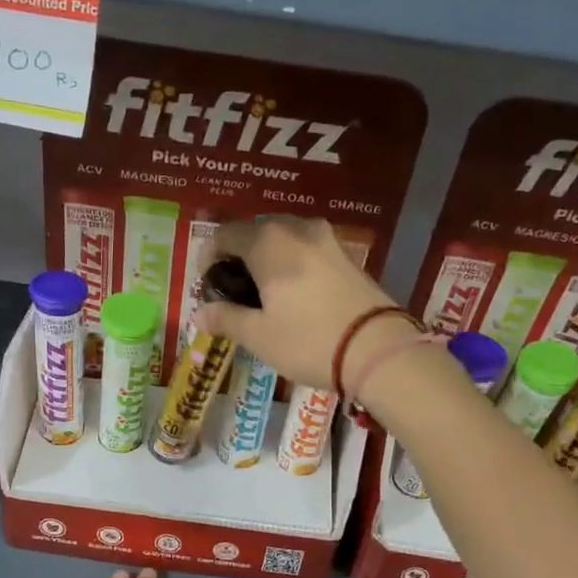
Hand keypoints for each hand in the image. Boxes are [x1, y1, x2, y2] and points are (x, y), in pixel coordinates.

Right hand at [196, 216, 409, 389]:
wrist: (377, 349)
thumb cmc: (308, 340)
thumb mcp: (259, 336)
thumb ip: (226, 319)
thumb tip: (200, 314)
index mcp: (267, 241)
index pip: (225, 234)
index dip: (209, 257)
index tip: (207, 285)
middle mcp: (296, 228)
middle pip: (255, 232)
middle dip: (239, 257)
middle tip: (233, 291)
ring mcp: (326, 239)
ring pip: (284, 239)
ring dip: (267, 259)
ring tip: (263, 294)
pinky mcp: (347, 255)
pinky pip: (306, 250)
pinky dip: (292, 264)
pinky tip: (293, 294)